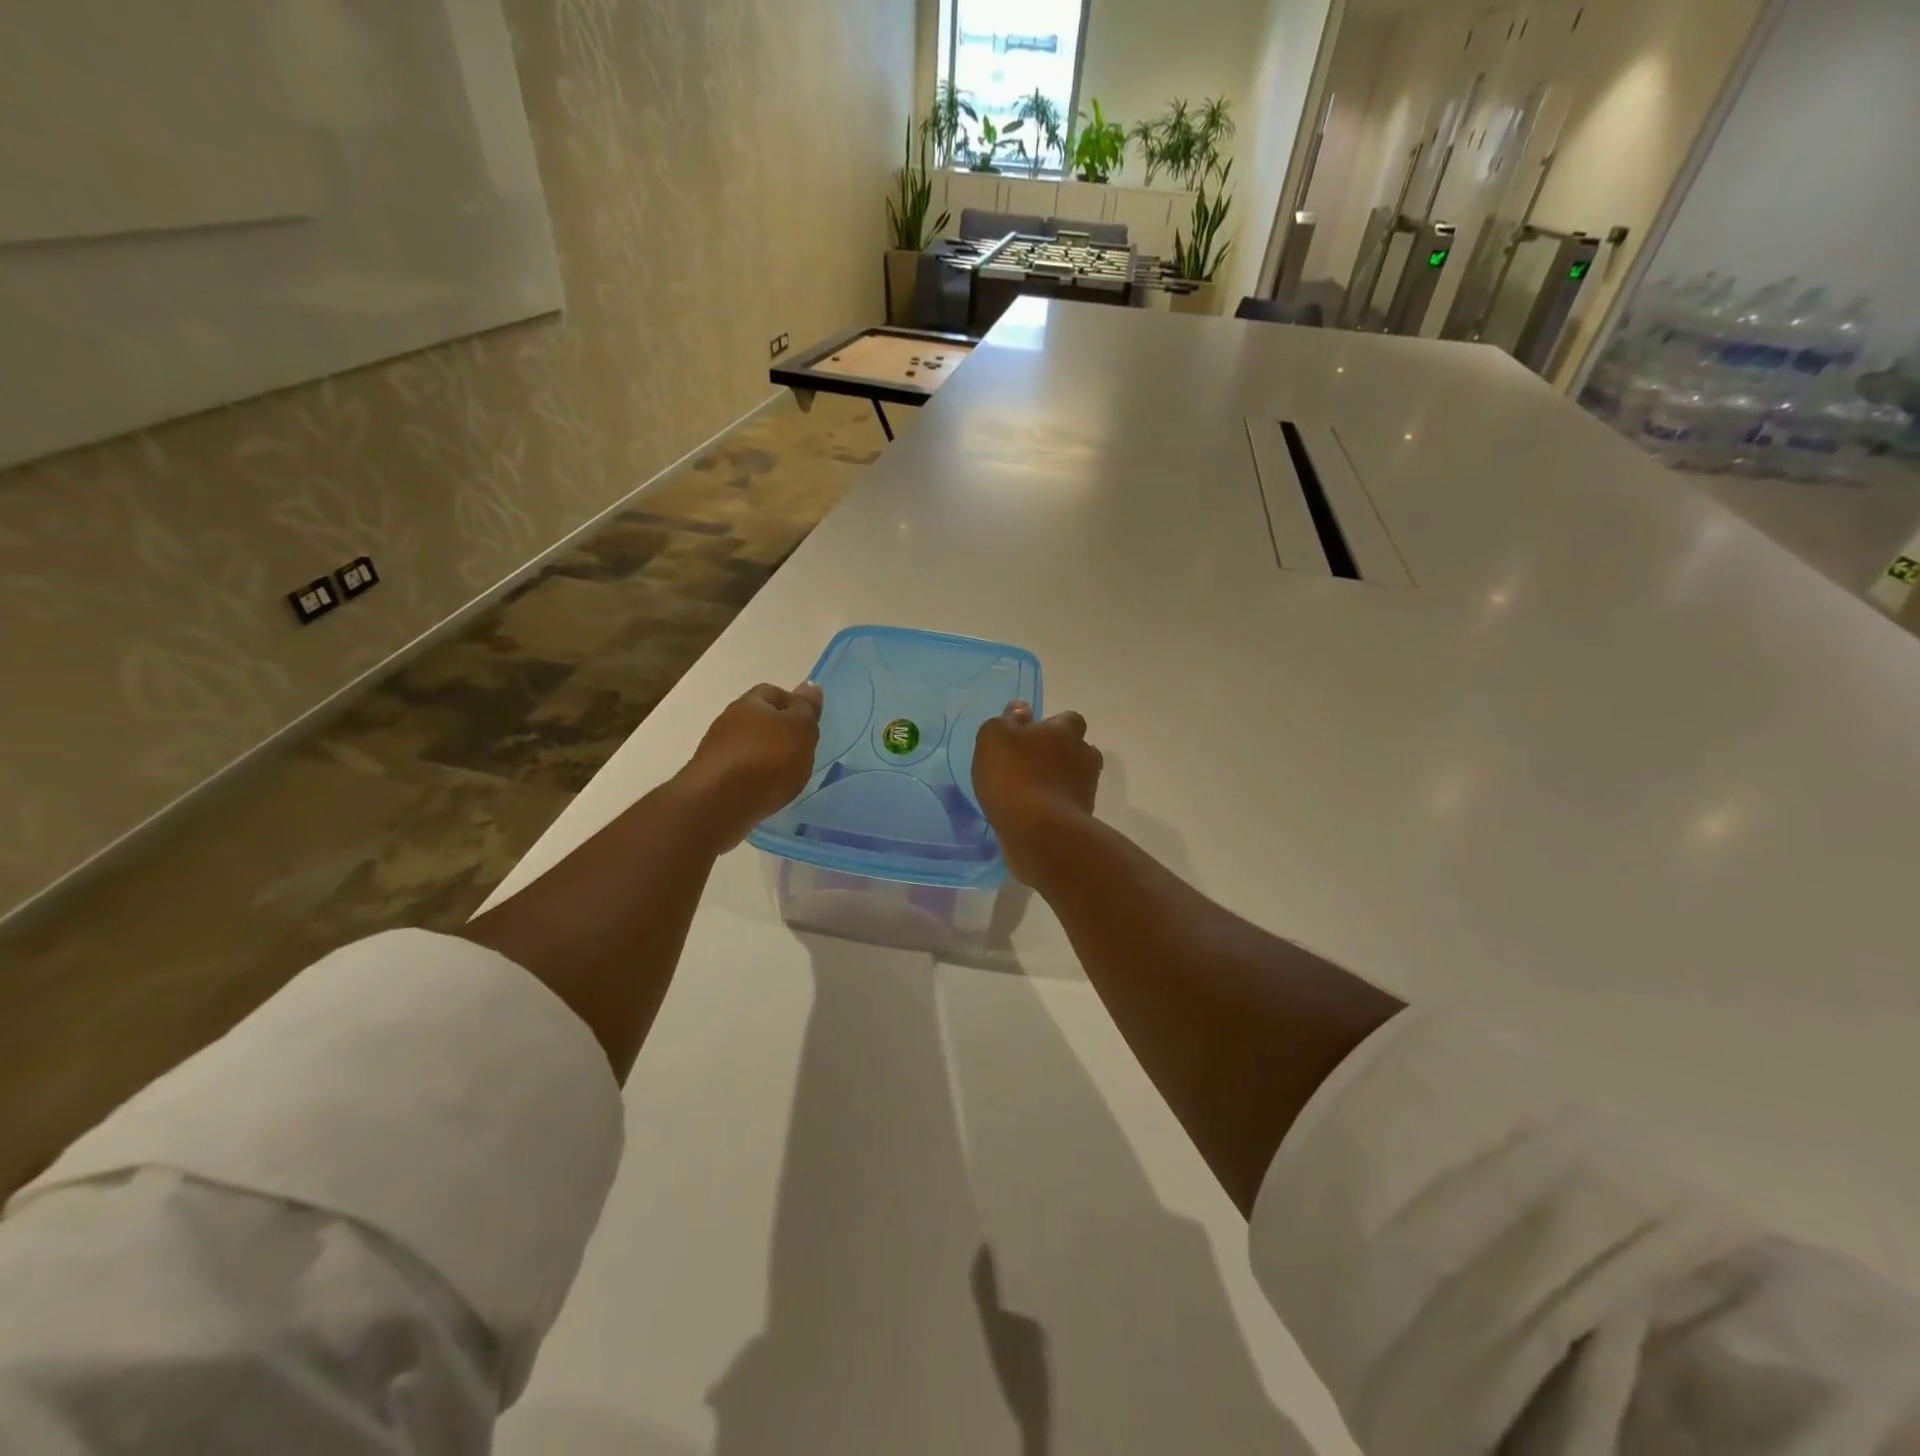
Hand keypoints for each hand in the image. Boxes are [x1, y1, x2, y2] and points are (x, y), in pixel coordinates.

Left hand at [678, 682, 822, 849]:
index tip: (809, 724)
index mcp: (750, 702)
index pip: (773, 692)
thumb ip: (806, 709)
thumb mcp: (800, 730)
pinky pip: (737, 771)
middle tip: (800, 750)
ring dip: (763, 755)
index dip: (793, 704)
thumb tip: (809, 685)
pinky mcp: (710, 779)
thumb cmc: (767, 759)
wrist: (719, 804)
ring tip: (784, 774)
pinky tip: (764, 790)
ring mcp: (715, 750)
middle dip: (777, 731)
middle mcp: (728, 720)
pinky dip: (752, 777)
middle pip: (757, 719)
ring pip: (746, 745)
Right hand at [972, 701, 1102, 885]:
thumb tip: (1022, 709)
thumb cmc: (1013, 776)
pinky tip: (1034, 815)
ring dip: (1059, 782)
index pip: (1068, 719)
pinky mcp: (1083, 820)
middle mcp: (1084, 756)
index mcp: (1065, 731)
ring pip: (1075, 779)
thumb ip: (1007, 720)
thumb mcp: (994, 737)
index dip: (1052, 726)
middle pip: (1078, 749)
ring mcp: (1086, 789)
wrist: (1038, 833)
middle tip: (1032, 765)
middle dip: (1060, 755)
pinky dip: (1055, 808)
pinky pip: (1068, 806)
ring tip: (1031, 793)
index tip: (1032, 736)